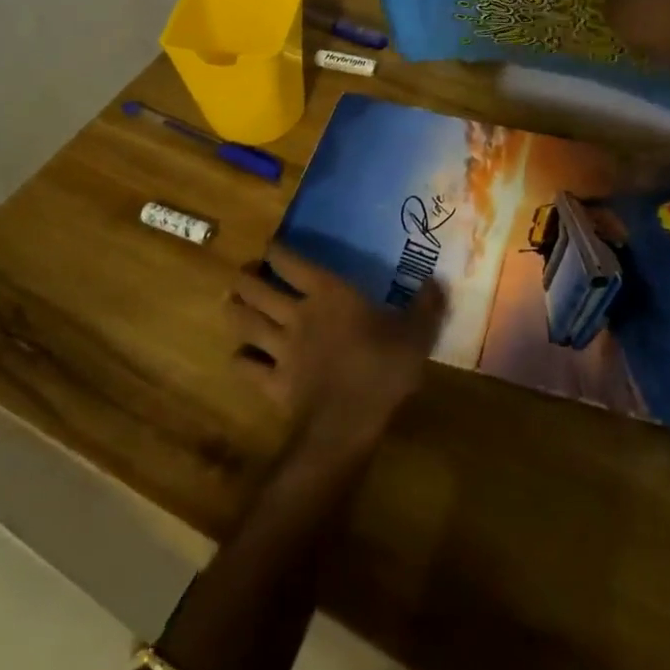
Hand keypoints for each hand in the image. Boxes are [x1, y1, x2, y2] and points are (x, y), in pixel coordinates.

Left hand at [228, 243, 446, 455]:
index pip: (291, 262)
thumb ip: (426, 305)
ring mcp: (280, 349)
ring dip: (235, 310)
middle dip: (245, 278)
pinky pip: (246, 367)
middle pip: (257, 289)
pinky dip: (239, 359)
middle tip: (245, 274)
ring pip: (245, 322)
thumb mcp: (416, 334)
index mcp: (327, 294)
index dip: (276, 251)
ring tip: (231, 302)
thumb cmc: (383, 369)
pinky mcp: (272, 382)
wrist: (349, 422)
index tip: (270, 247)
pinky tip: (240, 357)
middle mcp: (296, 314)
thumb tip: (438, 280)